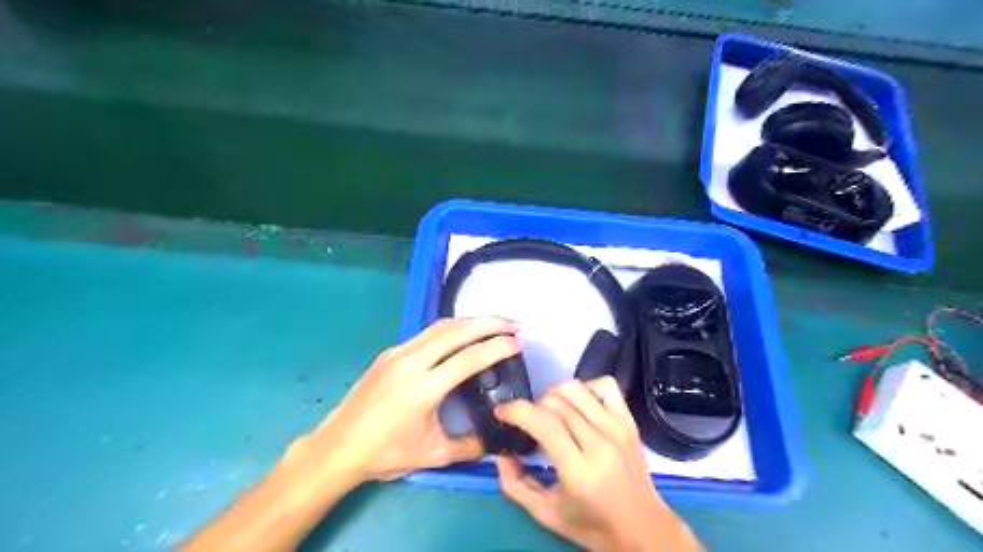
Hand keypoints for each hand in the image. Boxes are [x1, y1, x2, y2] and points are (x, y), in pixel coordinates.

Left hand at [289, 319, 516, 481]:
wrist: (338, 447)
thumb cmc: (385, 453)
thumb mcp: (433, 455)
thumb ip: (469, 447)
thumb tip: (495, 441)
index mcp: (424, 387)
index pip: (469, 358)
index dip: (497, 348)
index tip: (518, 342)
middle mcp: (412, 361)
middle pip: (457, 331)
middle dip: (489, 323)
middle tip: (514, 323)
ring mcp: (398, 353)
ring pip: (441, 326)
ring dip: (470, 321)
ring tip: (493, 323)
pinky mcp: (390, 353)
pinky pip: (427, 333)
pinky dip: (451, 328)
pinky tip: (461, 334)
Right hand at [496, 378, 702, 550]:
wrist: (643, 528)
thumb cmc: (592, 524)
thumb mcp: (546, 513)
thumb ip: (515, 484)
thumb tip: (499, 453)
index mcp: (579, 470)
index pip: (544, 423)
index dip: (516, 411)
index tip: (501, 413)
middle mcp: (600, 443)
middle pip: (555, 403)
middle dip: (532, 407)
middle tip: (528, 423)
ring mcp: (617, 428)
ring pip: (576, 388)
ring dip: (554, 394)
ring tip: (550, 412)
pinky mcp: (629, 420)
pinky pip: (605, 385)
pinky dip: (586, 388)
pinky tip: (578, 405)